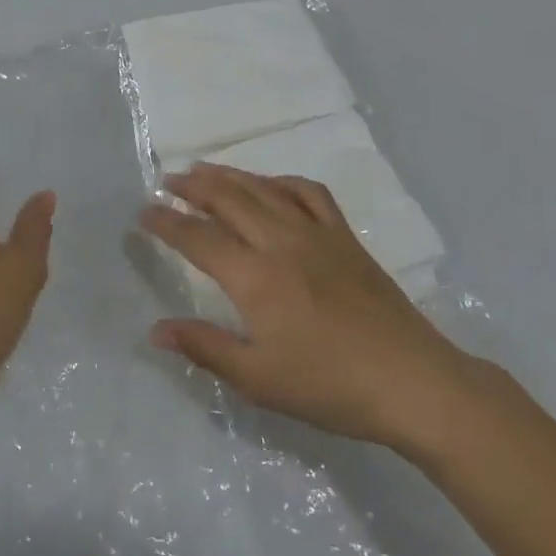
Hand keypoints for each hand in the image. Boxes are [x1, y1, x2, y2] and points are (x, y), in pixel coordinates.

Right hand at [142, 164, 485, 460]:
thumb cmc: (329, 385)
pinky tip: (271, 185)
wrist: (411, 381)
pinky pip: (309, 193)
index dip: (167, 223)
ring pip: (264, 190)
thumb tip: (155, 329)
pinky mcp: (345, 237)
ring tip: (205, 170)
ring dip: (230, 176)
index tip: (143, 213)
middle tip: (167, 181)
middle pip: (228, 200)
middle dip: (193, 187)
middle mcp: (281, 242)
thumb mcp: (258, 378)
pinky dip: (282, 182)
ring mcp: (316, 234)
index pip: (198, 238)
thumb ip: (204, 347)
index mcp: (255, 276)